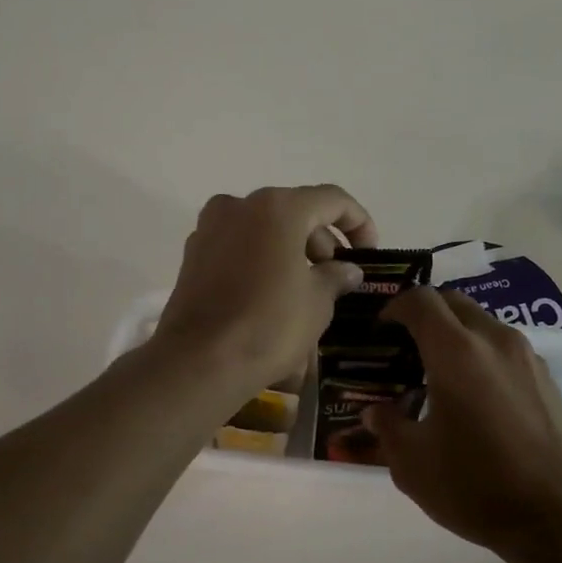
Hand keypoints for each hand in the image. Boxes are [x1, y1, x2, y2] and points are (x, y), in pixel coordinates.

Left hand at [152, 184, 377, 393]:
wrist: (200, 361)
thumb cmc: (269, 325)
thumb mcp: (318, 302)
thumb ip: (336, 276)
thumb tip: (346, 270)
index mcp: (278, 208)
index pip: (332, 200)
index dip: (359, 223)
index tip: (368, 254)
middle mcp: (240, 206)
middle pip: (295, 212)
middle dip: (322, 241)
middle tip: (337, 278)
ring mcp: (211, 228)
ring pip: (264, 229)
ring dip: (291, 251)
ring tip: (307, 289)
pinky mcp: (193, 255)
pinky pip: (239, 247)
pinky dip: (261, 260)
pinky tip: (272, 294)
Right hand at [362, 288, 561, 562]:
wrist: (559, 516)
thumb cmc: (476, 485)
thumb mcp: (413, 464)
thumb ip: (387, 428)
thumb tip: (375, 412)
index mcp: (456, 351)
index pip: (420, 300)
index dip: (395, 306)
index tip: (381, 329)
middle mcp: (494, 340)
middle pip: (454, 302)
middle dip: (426, 313)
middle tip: (406, 346)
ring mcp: (527, 356)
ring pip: (483, 323)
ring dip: (456, 334)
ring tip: (439, 373)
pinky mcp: (547, 378)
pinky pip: (505, 348)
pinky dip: (482, 354)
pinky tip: (476, 395)